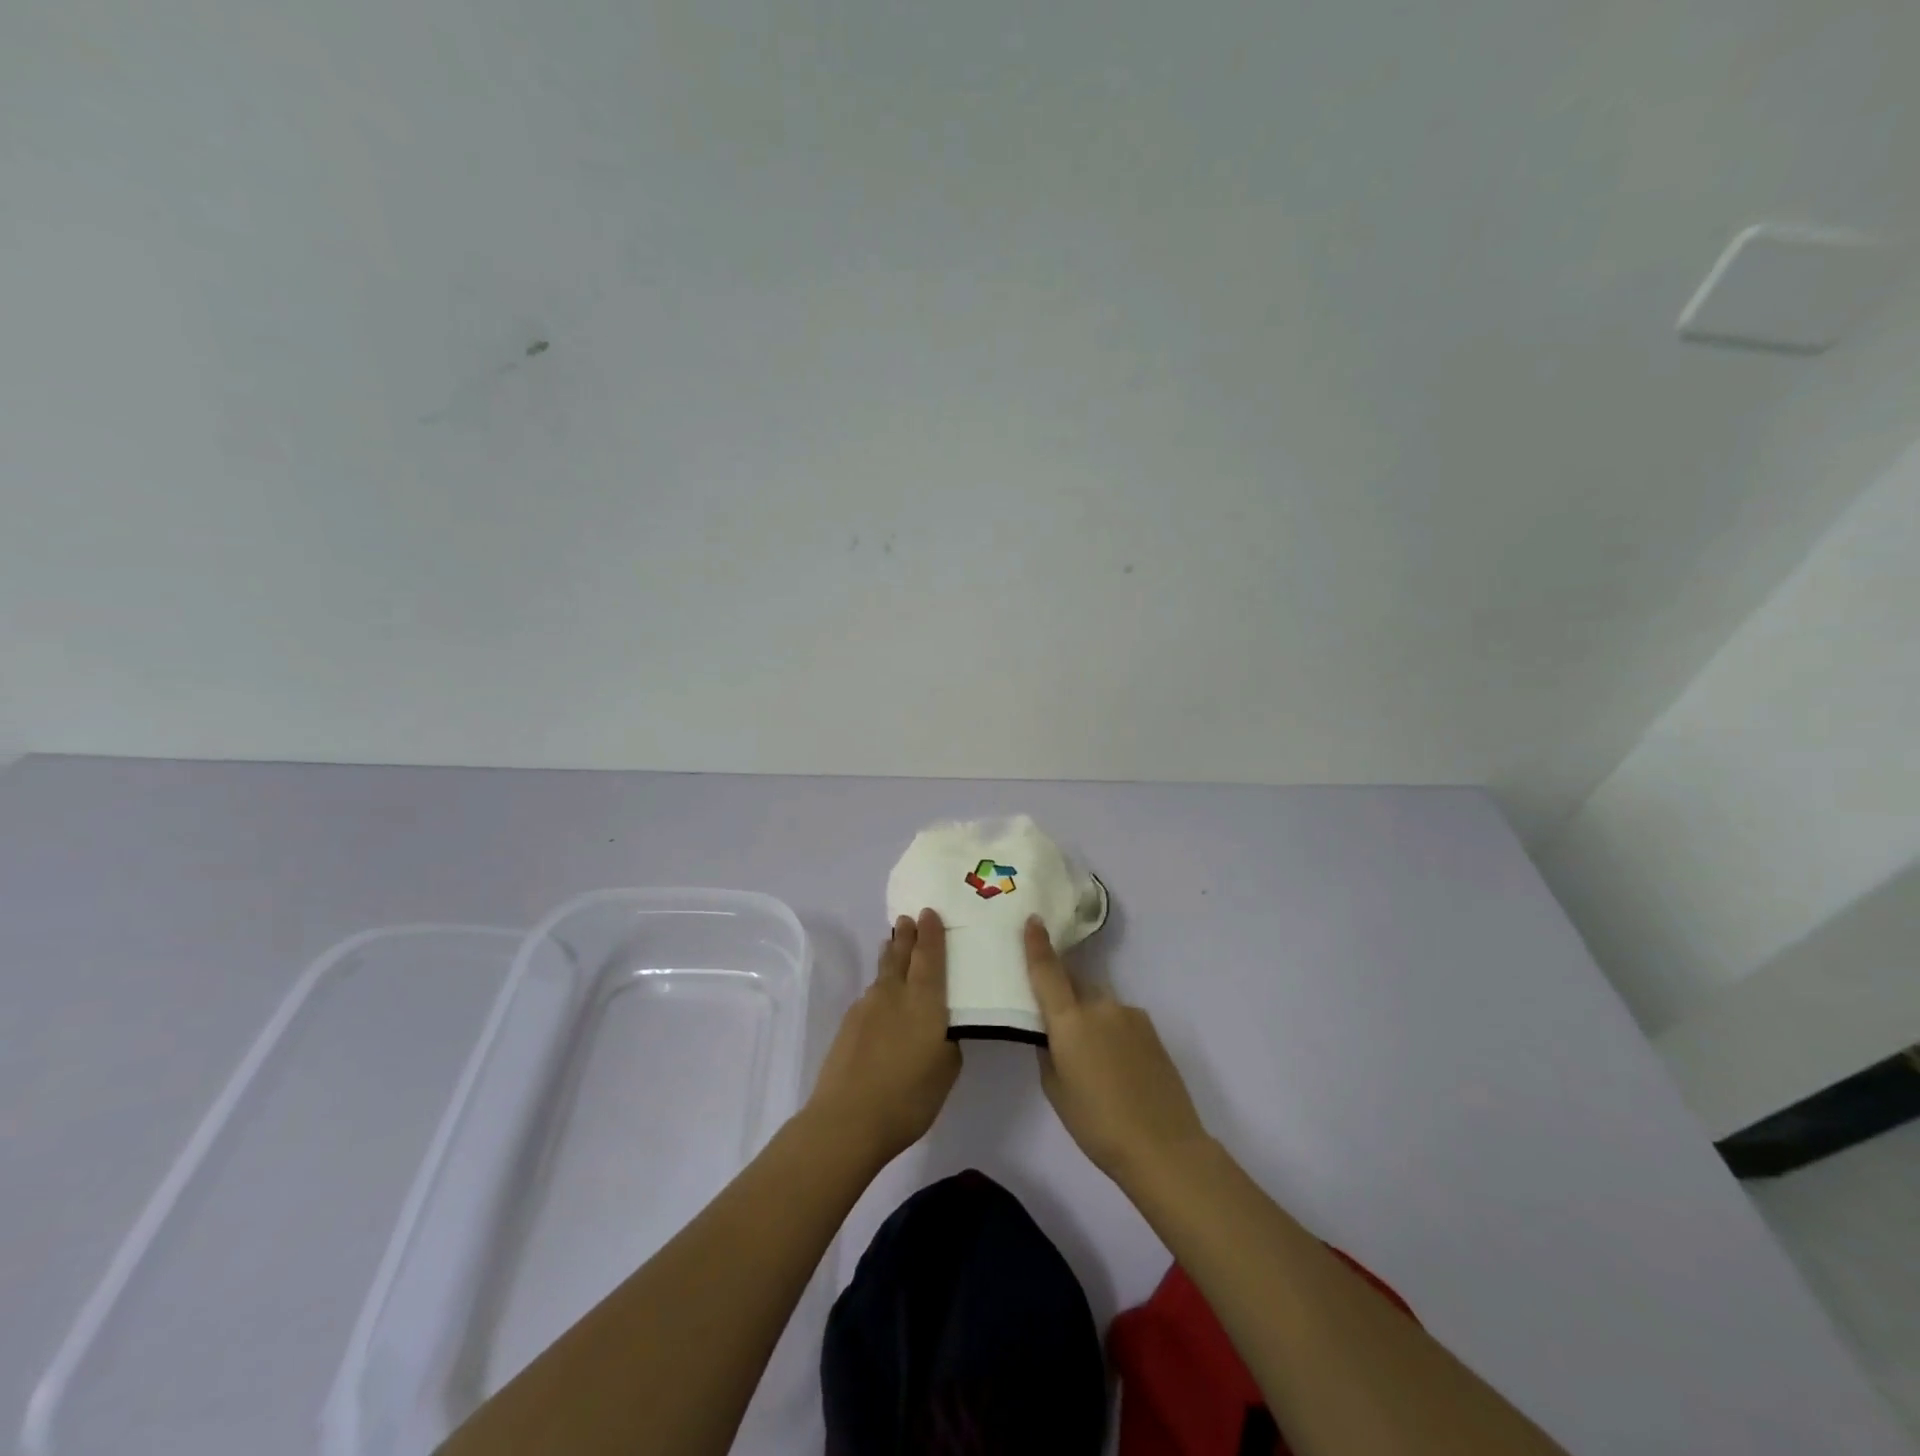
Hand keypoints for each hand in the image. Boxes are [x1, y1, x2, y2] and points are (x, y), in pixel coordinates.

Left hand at [805, 909, 961, 1166]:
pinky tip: (881, 996)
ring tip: (893, 944)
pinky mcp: (848, 1025)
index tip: (929, 912)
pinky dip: (879, 985)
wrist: (846, 1120)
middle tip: (909, 918)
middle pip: (901, 955)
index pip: (929, 956)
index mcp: (924, 1000)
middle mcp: (894, 993)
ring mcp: (867, 1007)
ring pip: (882, 972)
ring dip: (890, 955)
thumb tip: (943, 1027)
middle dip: (907, 935)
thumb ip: (948, 1041)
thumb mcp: (946, 1070)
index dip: (931, 933)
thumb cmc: (908, 1097)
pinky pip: (870, 994)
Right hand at [1025, 917, 1210, 1183]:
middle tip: (1059, 1023)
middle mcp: (1100, 1006)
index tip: (1033, 919)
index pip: (1047, 972)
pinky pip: (1120, 1019)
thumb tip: (1052, 1034)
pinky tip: (1119, 1067)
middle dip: (1065, 994)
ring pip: (1099, 1004)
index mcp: (1070, 1021)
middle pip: (1075, 985)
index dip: (1037, 944)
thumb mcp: (1056, 1090)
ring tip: (1095, 1061)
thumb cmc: (1097, 1124)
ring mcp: (1130, 1014)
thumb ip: (1049, 1052)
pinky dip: (1112, 1032)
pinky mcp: (1151, 1028)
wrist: (1164, 1146)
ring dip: (1090, 1018)